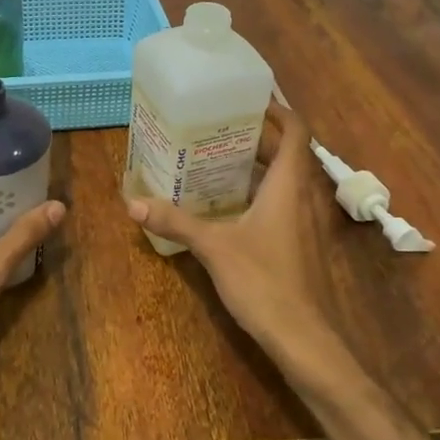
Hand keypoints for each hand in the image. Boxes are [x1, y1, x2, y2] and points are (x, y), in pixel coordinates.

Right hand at [126, 102, 357, 395]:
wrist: (305, 339)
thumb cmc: (265, 282)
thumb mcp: (214, 248)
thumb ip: (176, 221)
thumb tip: (132, 202)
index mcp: (289, 185)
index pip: (296, 131)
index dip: (277, 110)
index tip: (247, 100)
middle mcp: (304, 197)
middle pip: (288, 153)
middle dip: (257, 137)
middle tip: (217, 128)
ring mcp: (306, 223)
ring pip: (286, 180)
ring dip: (259, 165)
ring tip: (217, 159)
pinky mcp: (301, 244)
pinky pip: (283, 203)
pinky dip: (260, 192)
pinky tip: (229, 205)